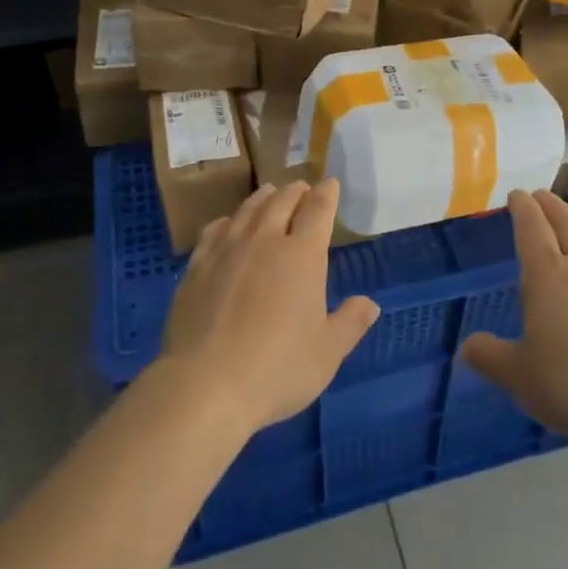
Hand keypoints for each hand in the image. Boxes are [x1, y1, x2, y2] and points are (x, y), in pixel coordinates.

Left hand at [156, 180, 379, 437]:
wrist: (206, 384)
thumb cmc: (278, 368)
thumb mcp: (327, 353)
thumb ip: (350, 323)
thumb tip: (370, 304)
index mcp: (302, 255)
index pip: (318, 210)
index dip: (327, 194)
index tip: (331, 183)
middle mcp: (265, 240)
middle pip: (282, 201)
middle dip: (296, 191)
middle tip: (302, 188)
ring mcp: (227, 250)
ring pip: (248, 210)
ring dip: (264, 197)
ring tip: (270, 193)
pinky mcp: (197, 266)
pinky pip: (215, 230)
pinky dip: (229, 220)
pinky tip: (228, 224)